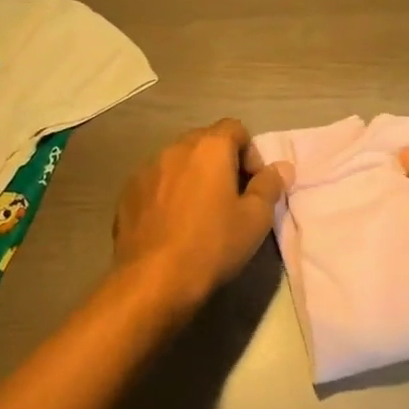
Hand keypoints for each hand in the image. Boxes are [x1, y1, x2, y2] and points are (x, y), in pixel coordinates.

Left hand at [111, 119, 287, 319]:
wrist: (153, 279)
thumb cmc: (212, 245)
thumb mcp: (255, 219)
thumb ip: (270, 185)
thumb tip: (280, 167)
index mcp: (209, 148)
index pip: (235, 128)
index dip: (250, 152)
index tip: (253, 185)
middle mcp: (175, 148)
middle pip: (205, 142)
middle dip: (221, 163)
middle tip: (230, 199)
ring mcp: (146, 169)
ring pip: (178, 162)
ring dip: (193, 177)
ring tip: (199, 213)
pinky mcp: (128, 192)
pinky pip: (157, 182)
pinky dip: (169, 193)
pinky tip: (172, 224)